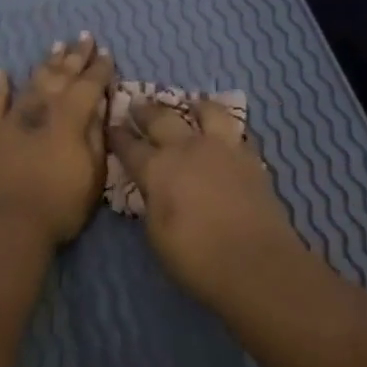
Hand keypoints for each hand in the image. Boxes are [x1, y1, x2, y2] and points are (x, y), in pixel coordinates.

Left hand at [0, 33, 115, 246]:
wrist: (8, 224)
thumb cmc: (60, 204)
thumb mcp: (93, 173)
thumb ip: (96, 136)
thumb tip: (99, 106)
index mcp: (71, 118)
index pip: (89, 85)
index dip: (100, 69)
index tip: (107, 53)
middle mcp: (41, 109)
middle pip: (60, 76)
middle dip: (74, 56)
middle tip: (84, 37)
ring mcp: (12, 119)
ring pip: (32, 83)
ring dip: (45, 64)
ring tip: (55, 46)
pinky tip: (0, 73)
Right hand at [107, 96, 305, 304]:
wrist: (255, 263)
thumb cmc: (195, 256)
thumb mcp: (156, 234)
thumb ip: (153, 203)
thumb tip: (155, 190)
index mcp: (158, 168)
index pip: (129, 146)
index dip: (118, 136)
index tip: (111, 125)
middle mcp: (188, 149)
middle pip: (162, 118)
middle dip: (146, 111)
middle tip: (137, 104)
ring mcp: (223, 149)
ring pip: (208, 112)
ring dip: (195, 106)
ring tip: (192, 104)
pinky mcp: (252, 159)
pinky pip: (237, 133)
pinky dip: (227, 129)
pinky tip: (226, 134)